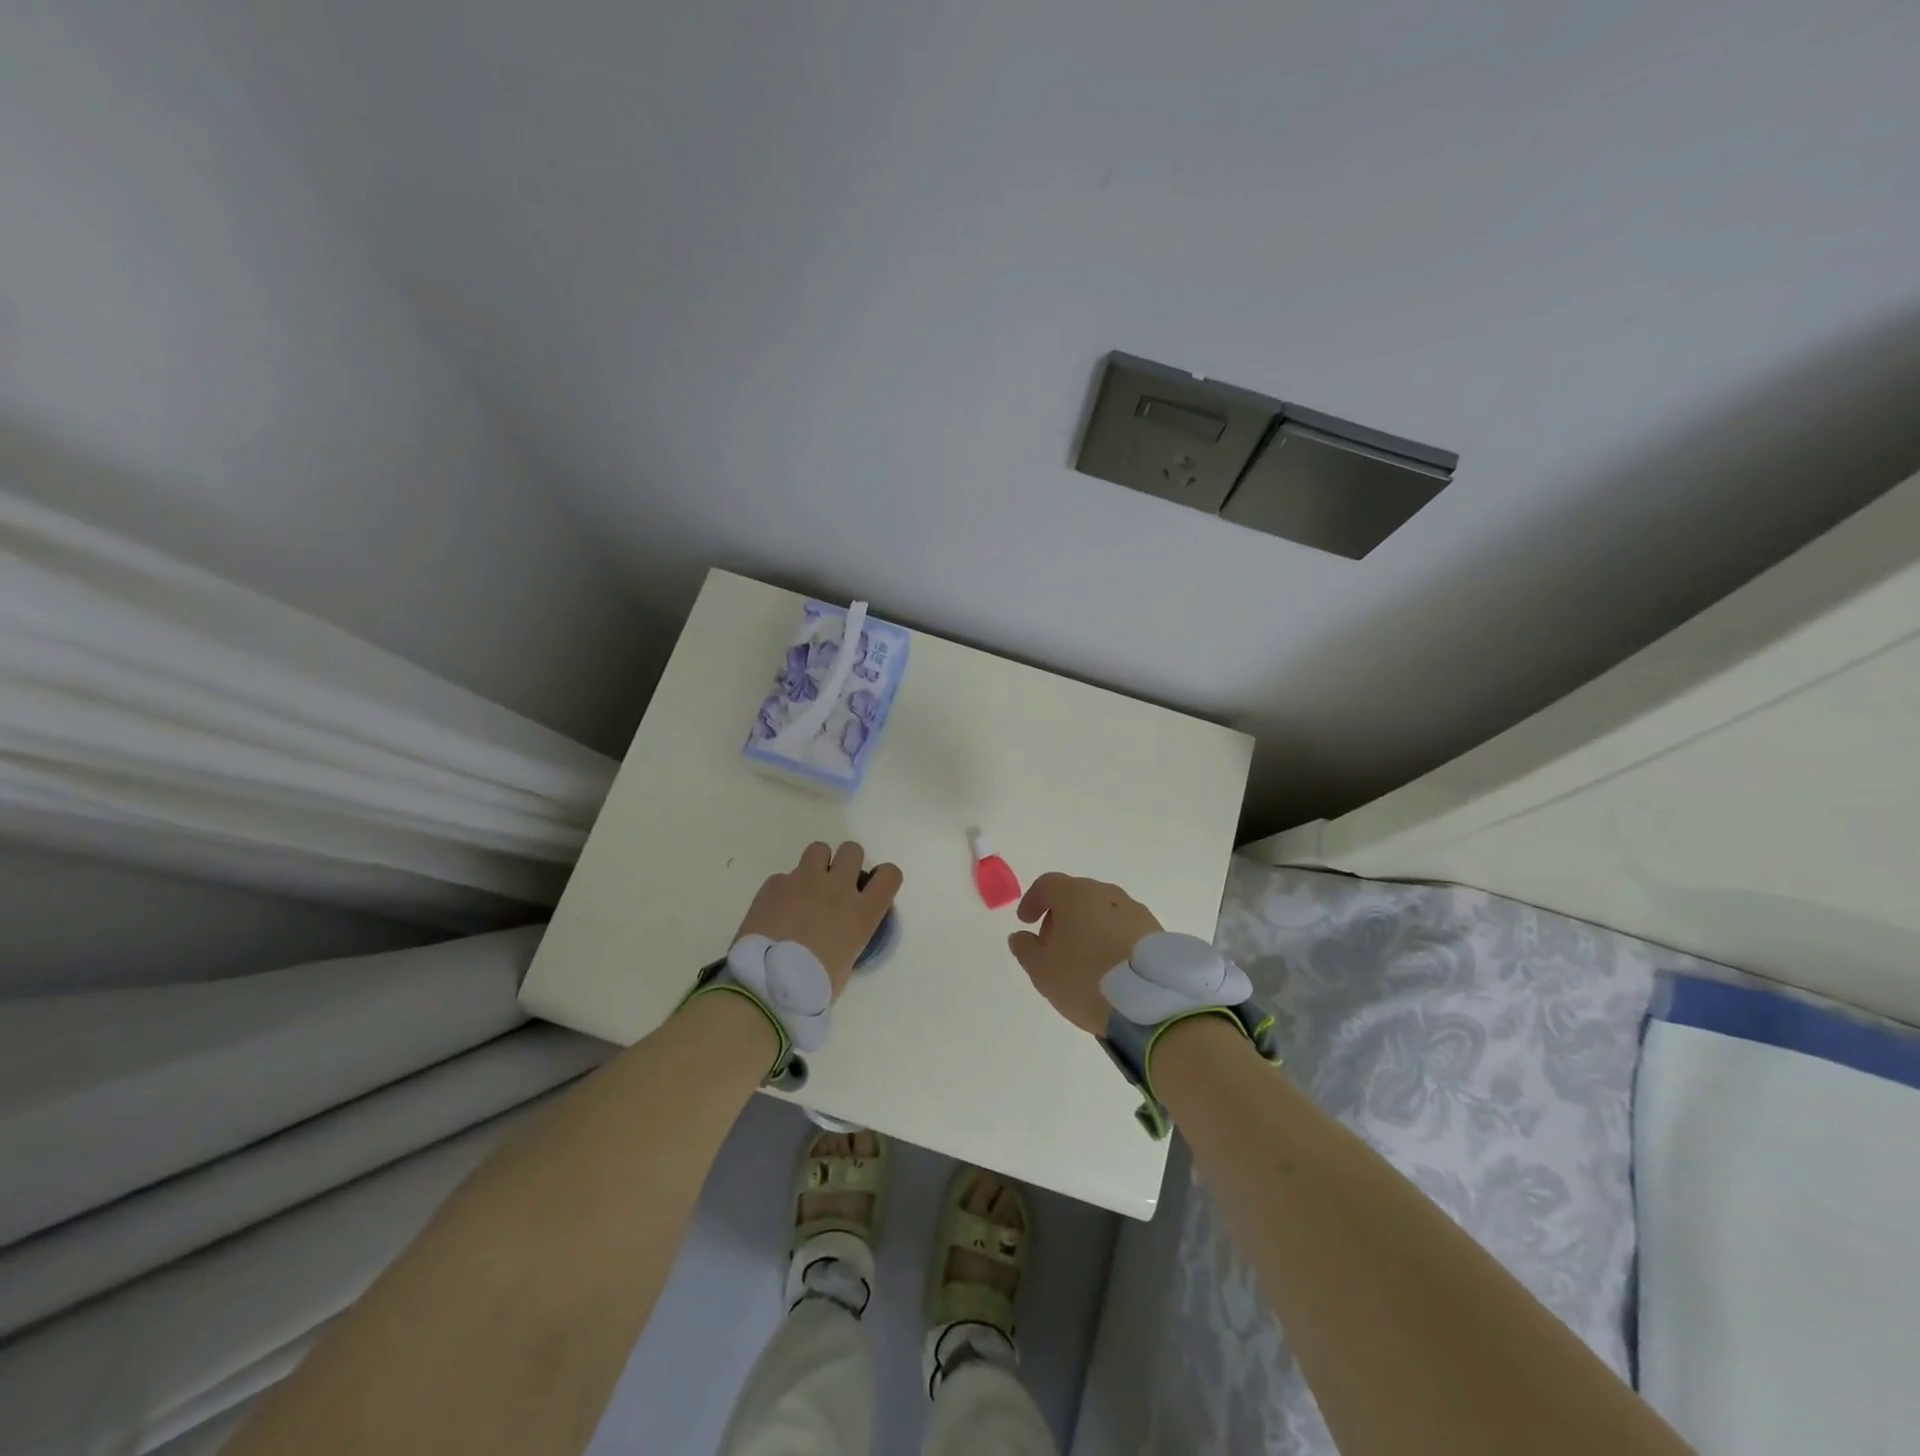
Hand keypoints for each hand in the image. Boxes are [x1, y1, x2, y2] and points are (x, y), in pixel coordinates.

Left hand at [733, 841, 901, 998]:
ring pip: (818, 849)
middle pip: (852, 850)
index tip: (872, 888)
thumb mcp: (844, 964)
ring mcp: (804, 881)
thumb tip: (835, 937)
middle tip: (834, 884)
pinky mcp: (774, 884)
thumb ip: (846, 939)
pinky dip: (782, 890)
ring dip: (816, 865)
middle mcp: (837, 889)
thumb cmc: (812, 988)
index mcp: (862, 913)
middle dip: (845, 862)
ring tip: (805, 889)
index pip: (889, 875)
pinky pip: (783, 877)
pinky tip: (774, 912)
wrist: (766, 985)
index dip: (883, 877)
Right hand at [1007, 873, 1162, 1033]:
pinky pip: (1123, 926)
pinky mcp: (1155, 930)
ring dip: (1087, 926)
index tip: (1026, 922)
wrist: (1150, 1002)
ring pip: (1101, 910)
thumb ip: (1025, 949)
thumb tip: (1020, 936)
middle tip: (1052, 945)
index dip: (1032, 901)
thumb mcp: (1042, 970)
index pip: (1047, 884)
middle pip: (1076, 895)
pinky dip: (1110, 937)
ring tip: (1082, 959)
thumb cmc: (1086, 979)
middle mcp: (1106, 893)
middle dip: (1060, 916)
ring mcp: (1135, 910)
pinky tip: (1108, 965)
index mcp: (1075, 895)